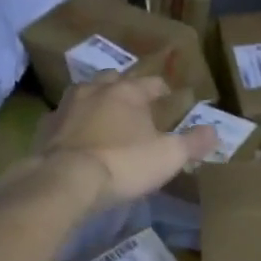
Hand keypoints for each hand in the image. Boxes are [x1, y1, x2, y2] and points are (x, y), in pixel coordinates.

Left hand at [31, 73, 218, 211]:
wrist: (63, 181)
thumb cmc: (122, 164)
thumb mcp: (168, 156)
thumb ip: (193, 142)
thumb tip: (214, 131)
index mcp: (128, 91)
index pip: (152, 82)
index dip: (163, 90)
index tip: (170, 98)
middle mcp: (95, 90)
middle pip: (114, 80)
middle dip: (126, 89)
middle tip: (135, 105)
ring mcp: (66, 106)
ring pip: (85, 94)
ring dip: (96, 101)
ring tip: (105, 117)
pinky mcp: (45, 127)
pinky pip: (63, 119)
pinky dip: (72, 124)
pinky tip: (76, 138)